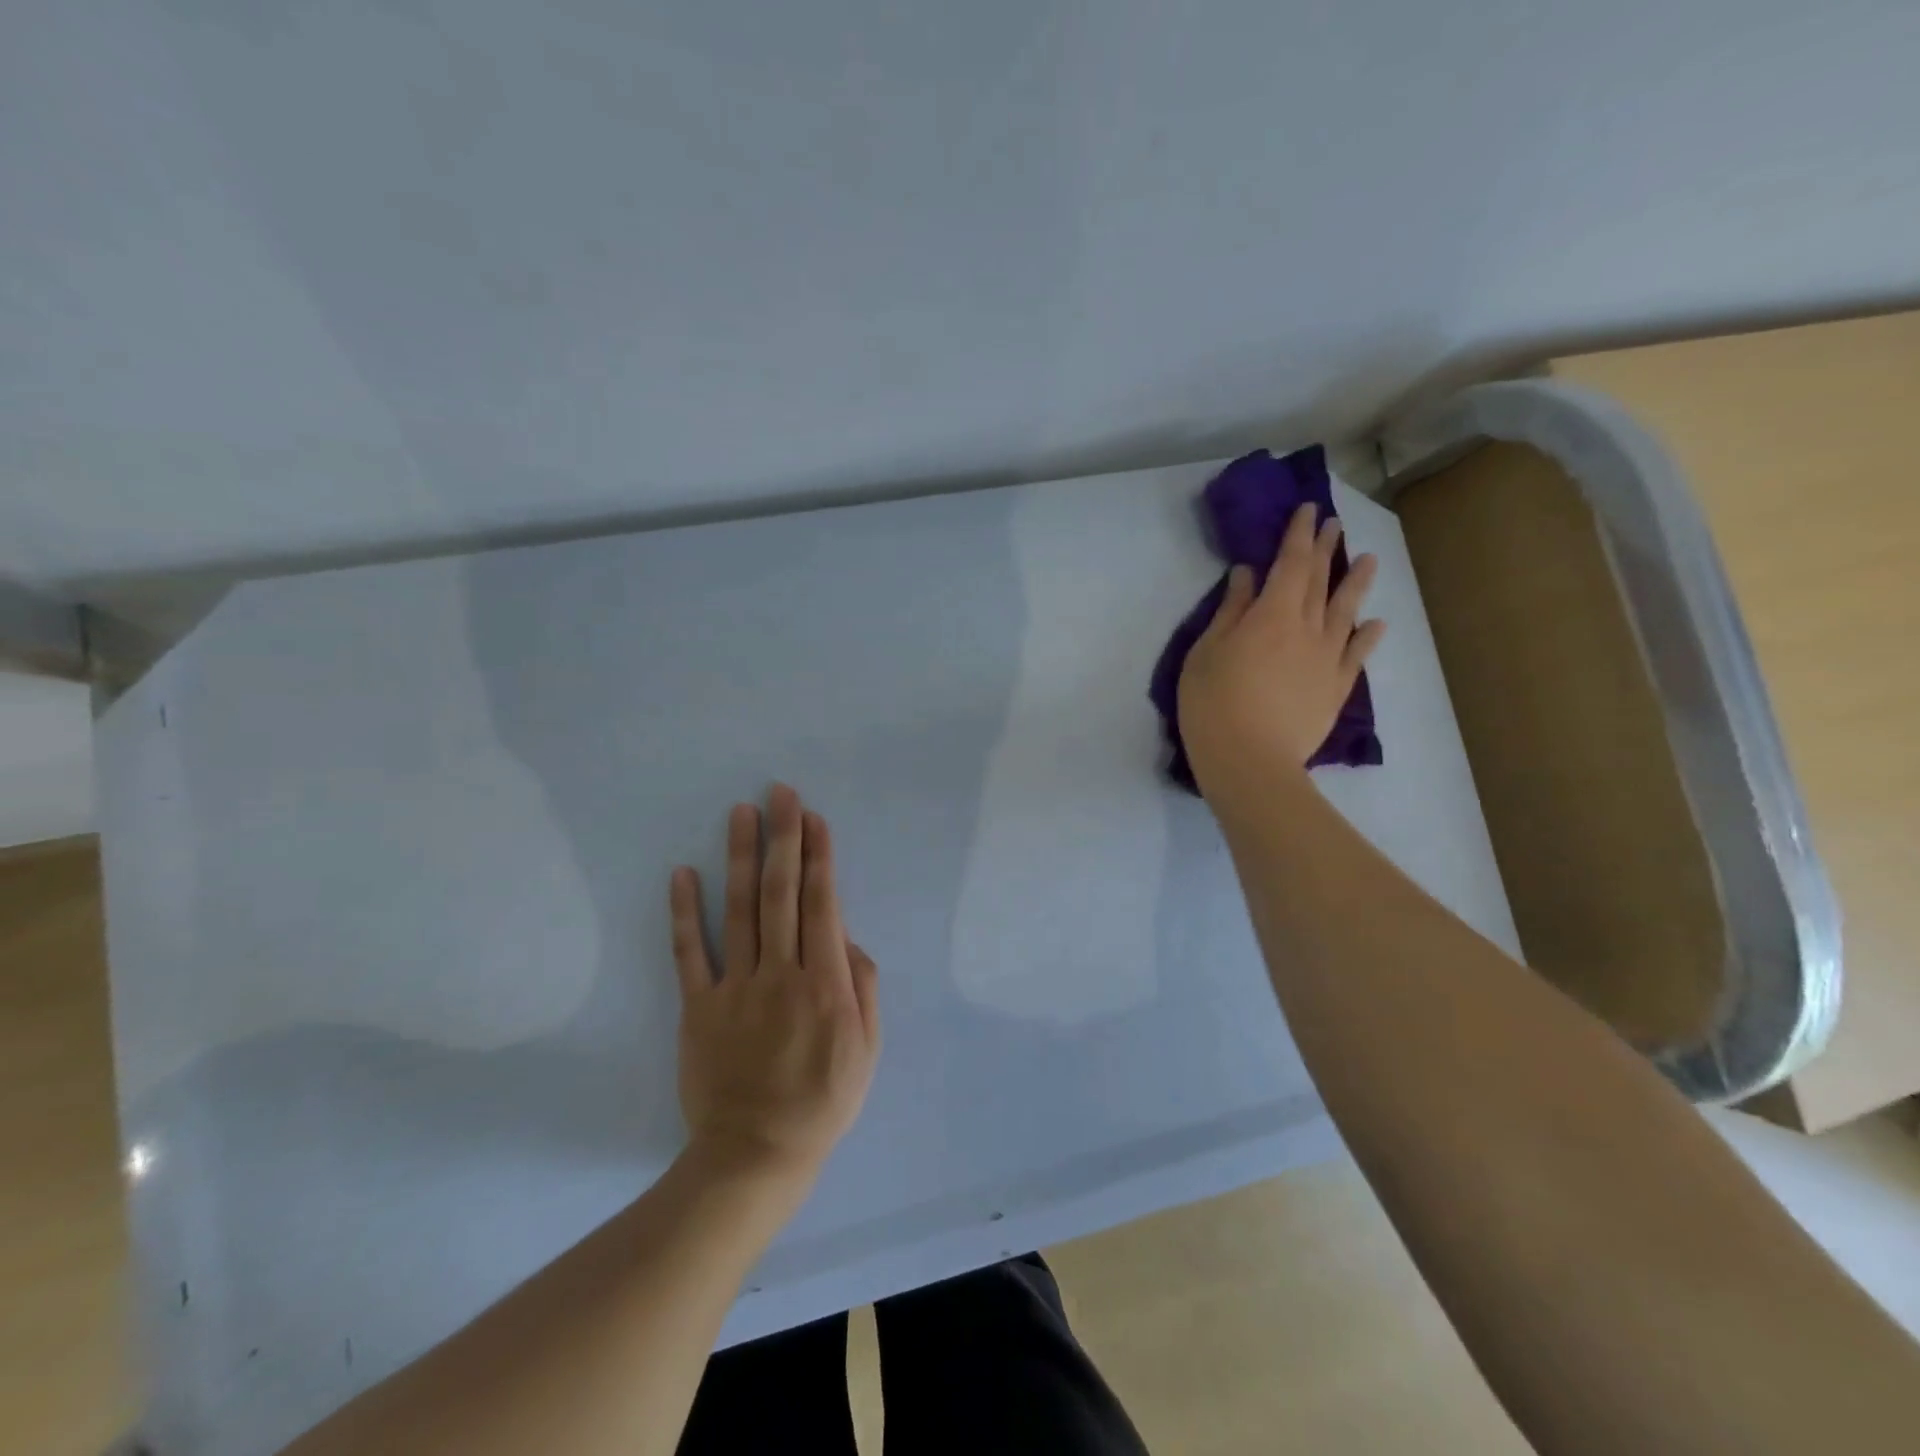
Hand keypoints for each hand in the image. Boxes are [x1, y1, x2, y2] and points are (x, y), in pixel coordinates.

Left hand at [669, 785, 880, 1190]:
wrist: (756, 1154)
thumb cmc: (823, 1100)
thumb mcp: (867, 1049)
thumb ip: (862, 986)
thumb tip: (845, 937)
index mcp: (824, 983)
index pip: (822, 904)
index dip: (819, 857)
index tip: (814, 818)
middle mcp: (780, 974)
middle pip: (781, 894)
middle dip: (783, 839)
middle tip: (780, 793)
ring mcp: (735, 988)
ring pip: (739, 911)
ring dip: (741, 858)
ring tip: (740, 813)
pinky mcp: (698, 1007)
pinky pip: (689, 953)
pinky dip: (685, 912)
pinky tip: (683, 874)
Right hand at [1178, 503, 1384, 798]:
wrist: (1250, 762)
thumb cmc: (1213, 704)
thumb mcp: (1206, 653)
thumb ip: (1230, 612)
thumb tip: (1247, 576)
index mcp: (1271, 615)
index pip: (1290, 564)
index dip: (1298, 535)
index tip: (1307, 511)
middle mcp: (1307, 629)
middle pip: (1319, 582)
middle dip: (1325, 549)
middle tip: (1333, 525)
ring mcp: (1327, 660)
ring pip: (1346, 613)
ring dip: (1357, 583)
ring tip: (1369, 560)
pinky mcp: (1336, 689)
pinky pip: (1357, 656)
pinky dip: (1367, 637)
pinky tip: (1375, 625)